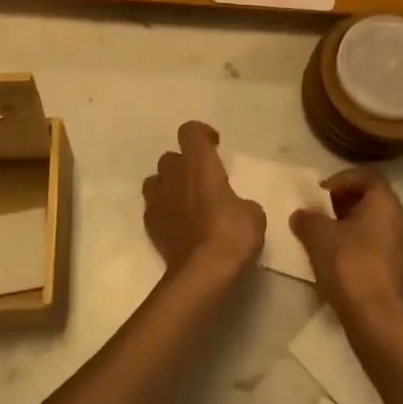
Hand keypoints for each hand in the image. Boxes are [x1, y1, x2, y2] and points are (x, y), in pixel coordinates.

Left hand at [142, 121, 264, 280]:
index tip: (215, 146)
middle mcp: (174, 175)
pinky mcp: (150, 225)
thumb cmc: (231, 234)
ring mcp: (157, 200)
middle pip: (171, 157)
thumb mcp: (253, 214)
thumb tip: (236, 207)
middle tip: (203, 180)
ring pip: (156, 180)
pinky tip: (179, 225)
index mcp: (199, 163)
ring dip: (170, 185)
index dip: (202, 134)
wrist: (202, 272)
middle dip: (184, 164)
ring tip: (187, 201)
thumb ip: (240, 201)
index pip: (190, 131)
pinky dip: (164, 210)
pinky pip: (153, 207)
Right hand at [290, 168, 402, 324]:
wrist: (378, 321)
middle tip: (322, 216)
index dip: (342, 180)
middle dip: (346, 205)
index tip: (322, 193)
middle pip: (373, 202)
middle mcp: (402, 222)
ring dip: (353, 230)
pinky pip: (381, 253)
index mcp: (386, 204)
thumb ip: (308, 218)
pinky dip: (362, 251)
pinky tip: (342, 267)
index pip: (367, 176)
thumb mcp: (317, 235)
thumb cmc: (349, 265)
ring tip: (328, 242)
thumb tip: (302, 215)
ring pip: (377, 229)